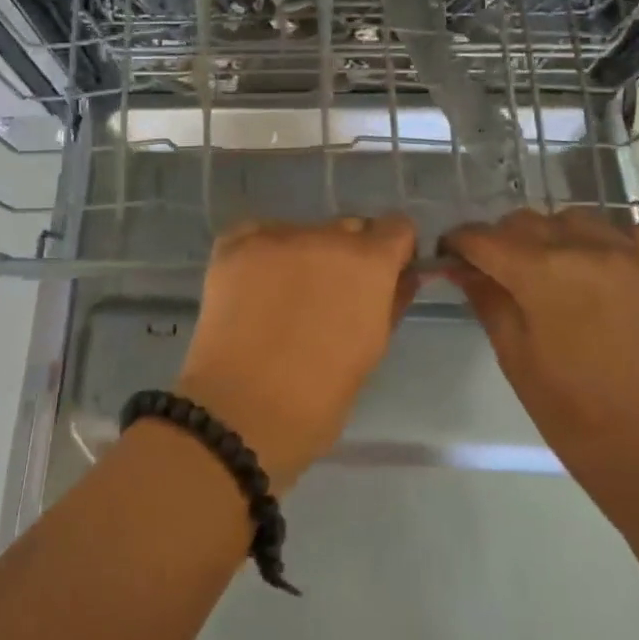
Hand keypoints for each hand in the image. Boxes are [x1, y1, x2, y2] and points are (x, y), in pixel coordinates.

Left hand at [176, 215, 417, 490]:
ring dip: (302, 255)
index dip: (392, 251)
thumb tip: (405, 275)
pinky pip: (257, 235)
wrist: (240, 411)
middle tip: (327, 296)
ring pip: (301, 232)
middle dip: (346, 255)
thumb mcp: (371, 350)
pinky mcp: (233, 243)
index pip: (396, 228)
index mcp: (368, 263)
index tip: (383, 276)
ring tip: (282, 298)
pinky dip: (260, 254)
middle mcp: (324, 236)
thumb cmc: (318, 397)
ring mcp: (275, 236)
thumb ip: (391, 302)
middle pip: (347, 229)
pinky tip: (252, 289)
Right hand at [441, 209, 638, 517]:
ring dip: (549, 235)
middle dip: (499, 239)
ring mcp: (632, 257)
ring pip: (573, 218)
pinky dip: (603, 240)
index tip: (448, 258)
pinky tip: (595, 267)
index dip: (458, 244)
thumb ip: (487, 301)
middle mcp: (586, 250)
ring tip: (545, 269)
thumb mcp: (516, 360)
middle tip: (491, 271)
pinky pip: (626, 232)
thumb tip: (460, 267)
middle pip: (525, 221)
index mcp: (542, 274)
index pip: (483, 237)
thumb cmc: (577, 418)